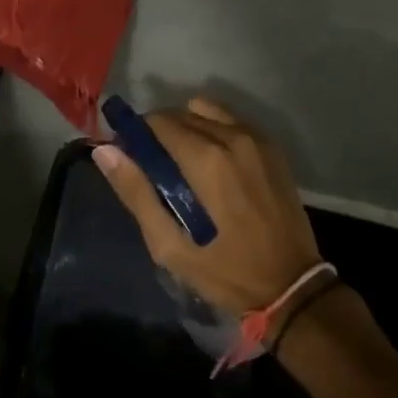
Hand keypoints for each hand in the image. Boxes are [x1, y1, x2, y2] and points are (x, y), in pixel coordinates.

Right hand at [93, 98, 321, 317]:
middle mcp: (232, 136)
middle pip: (181, 113)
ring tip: (184, 162)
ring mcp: (256, 138)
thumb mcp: (171, 246)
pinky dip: (214, 130)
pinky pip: (231, 121)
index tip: (130, 156)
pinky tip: (213, 163)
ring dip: (188, 126)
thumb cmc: (227, 272)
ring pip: (206, 111)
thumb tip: (105, 152)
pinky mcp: (272, 146)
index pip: (158, 122)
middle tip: (154, 166)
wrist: (293, 287)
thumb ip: (136, 193)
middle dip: (160, 132)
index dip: (138, 135)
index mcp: (205, 158)